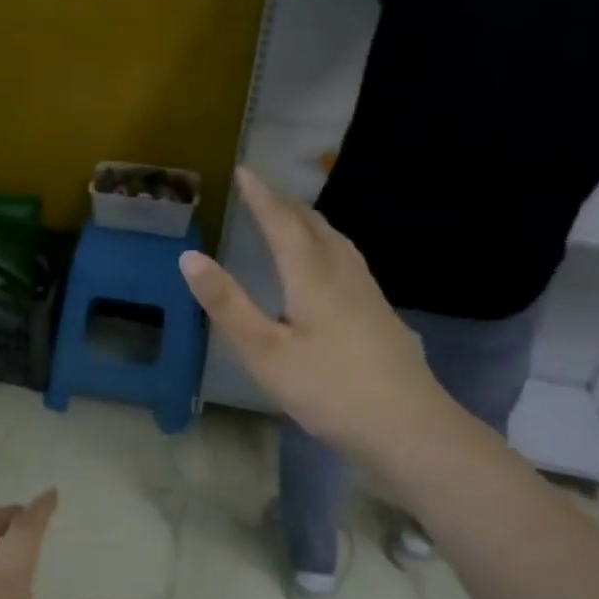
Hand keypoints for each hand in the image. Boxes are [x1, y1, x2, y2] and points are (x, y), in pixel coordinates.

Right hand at [179, 168, 456, 464]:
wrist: (408, 428)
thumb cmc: (328, 389)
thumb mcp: (264, 351)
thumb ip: (227, 303)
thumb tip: (189, 257)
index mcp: (312, 276)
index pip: (282, 223)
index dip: (261, 196)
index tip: (244, 171)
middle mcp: (343, 274)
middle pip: (314, 226)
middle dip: (285, 205)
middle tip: (262, 192)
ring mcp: (368, 294)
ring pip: (337, 242)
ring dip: (310, 222)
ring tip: (292, 218)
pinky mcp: (381, 315)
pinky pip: (348, 260)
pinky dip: (327, 245)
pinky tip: (328, 267)